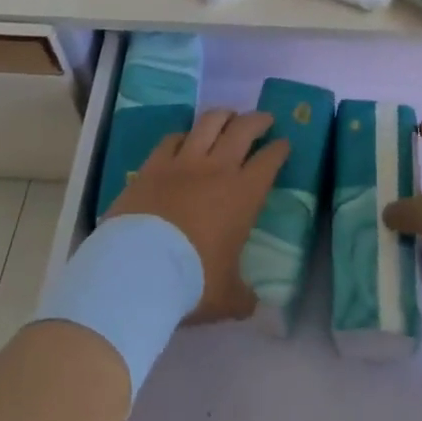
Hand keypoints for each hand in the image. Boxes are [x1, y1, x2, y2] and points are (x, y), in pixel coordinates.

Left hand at [108, 108, 285, 324]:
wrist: (137, 269)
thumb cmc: (191, 281)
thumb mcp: (226, 298)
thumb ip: (242, 297)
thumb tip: (253, 305)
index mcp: (243, 195)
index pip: (269, 161)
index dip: (280, 149)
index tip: (284, 144)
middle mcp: (217, 169)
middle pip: (243, 129)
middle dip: (257, 120)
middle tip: (264, 120)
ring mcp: (182, 162)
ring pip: (208, 123)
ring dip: (223, 116)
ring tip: (228, 116)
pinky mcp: (152, 165)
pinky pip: (172, 138)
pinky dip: (183, 135)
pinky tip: (184, 138)